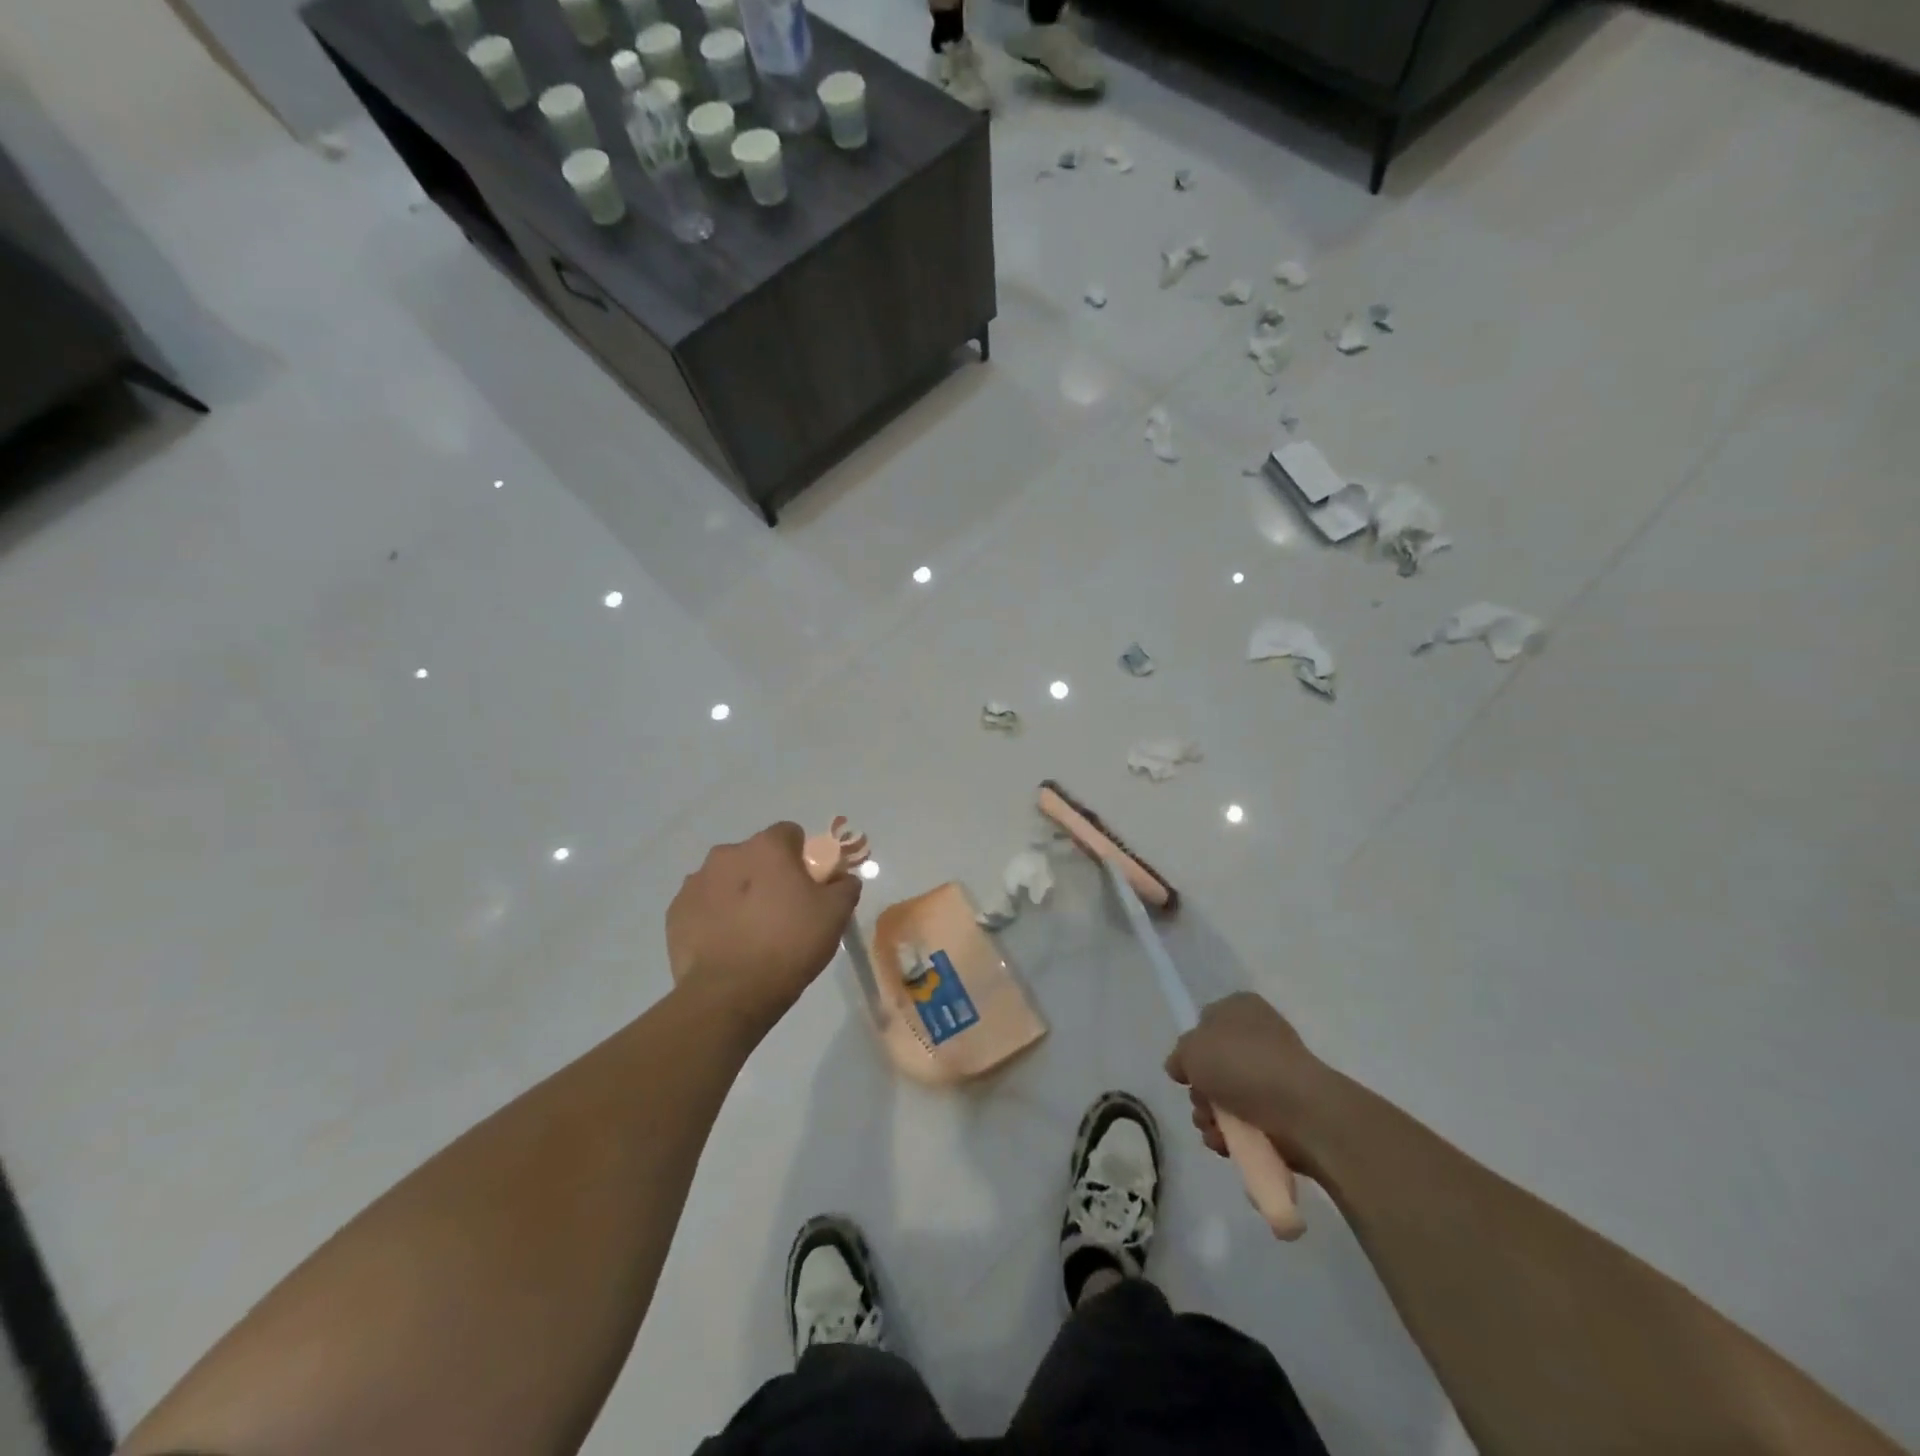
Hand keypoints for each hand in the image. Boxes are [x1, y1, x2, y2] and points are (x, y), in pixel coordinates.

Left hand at [666, 822, 860, 1035]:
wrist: (730, 994)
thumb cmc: (789, 944)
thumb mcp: (835, 915)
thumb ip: (844, 886)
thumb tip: (841, 879)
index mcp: (766, 847)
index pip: (790, 834)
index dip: (802, 858)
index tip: (808, 887)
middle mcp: (727, 854)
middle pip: (755, 856)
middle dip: (767, 875)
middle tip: (782, 912)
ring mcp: (696, 882)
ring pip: (726, 879)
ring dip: (739, 894)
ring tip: (751, 933)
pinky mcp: (675, 912)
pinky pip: (703, 905)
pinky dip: (715, 917)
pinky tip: (727, 945)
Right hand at [1164, 992, 1331, 1174]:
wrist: (1300, 1110)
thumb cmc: (1241, 1064)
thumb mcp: (1191, 1048)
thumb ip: (1179, 1056)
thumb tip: (1182, 1068)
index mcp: (1240, 1009)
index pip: (1205, 1023)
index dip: (1192, 1048)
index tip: (1187, 1070)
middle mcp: (1258, 1037)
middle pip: (1212, 1066)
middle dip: (1200, 1091)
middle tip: (1202, 1101)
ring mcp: (1272, 1076)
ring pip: (1224, 1098)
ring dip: (1210, 1117)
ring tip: (1215, 1129)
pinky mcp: (1282, 1112)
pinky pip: (1244, 1123)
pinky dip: (1231, 1136)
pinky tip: (1227, 1143)